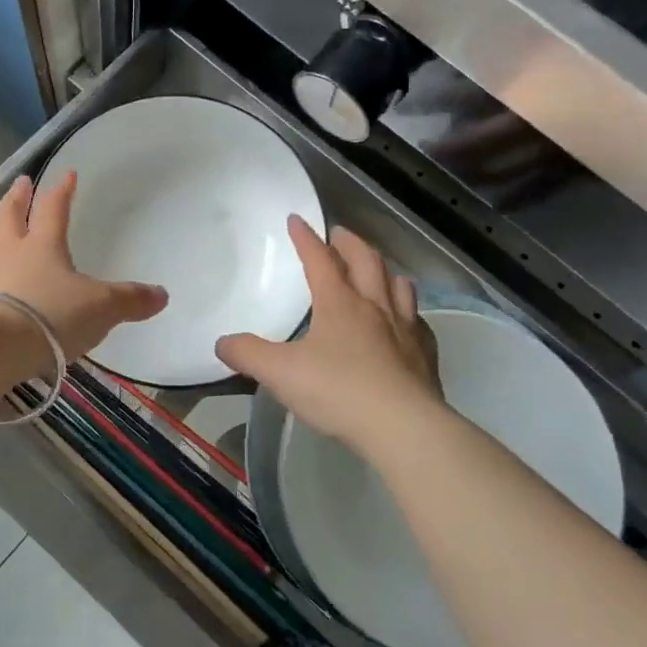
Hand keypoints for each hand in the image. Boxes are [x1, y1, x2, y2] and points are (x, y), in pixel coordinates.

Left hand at [0, 172, 168, 361]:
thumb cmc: (49, 315)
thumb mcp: (100, 308)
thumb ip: (129, 300)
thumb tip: (162, 295)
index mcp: (42, 245)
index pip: (54, 209)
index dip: (62, 191)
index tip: (67, 174)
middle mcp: (8, 253)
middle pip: (9, 216)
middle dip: (17, 198)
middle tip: (20, 184)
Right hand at [216, 219, 441, 447]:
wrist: (402, 426)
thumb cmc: (337, 391)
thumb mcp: (280, 373)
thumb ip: (248, 354)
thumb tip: (223, 343)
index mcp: (339, 303)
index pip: (320, 259)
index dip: (306, 238)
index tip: (297, 219)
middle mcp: (375, 306)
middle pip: (366, 261)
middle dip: (350, 243)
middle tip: (339, 234)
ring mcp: (405, 329)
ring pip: (398, 286)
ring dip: (384, 271)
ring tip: (376, 270)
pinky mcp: (424, 356)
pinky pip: (419, 322)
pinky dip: (410, 312)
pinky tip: (407, 321)